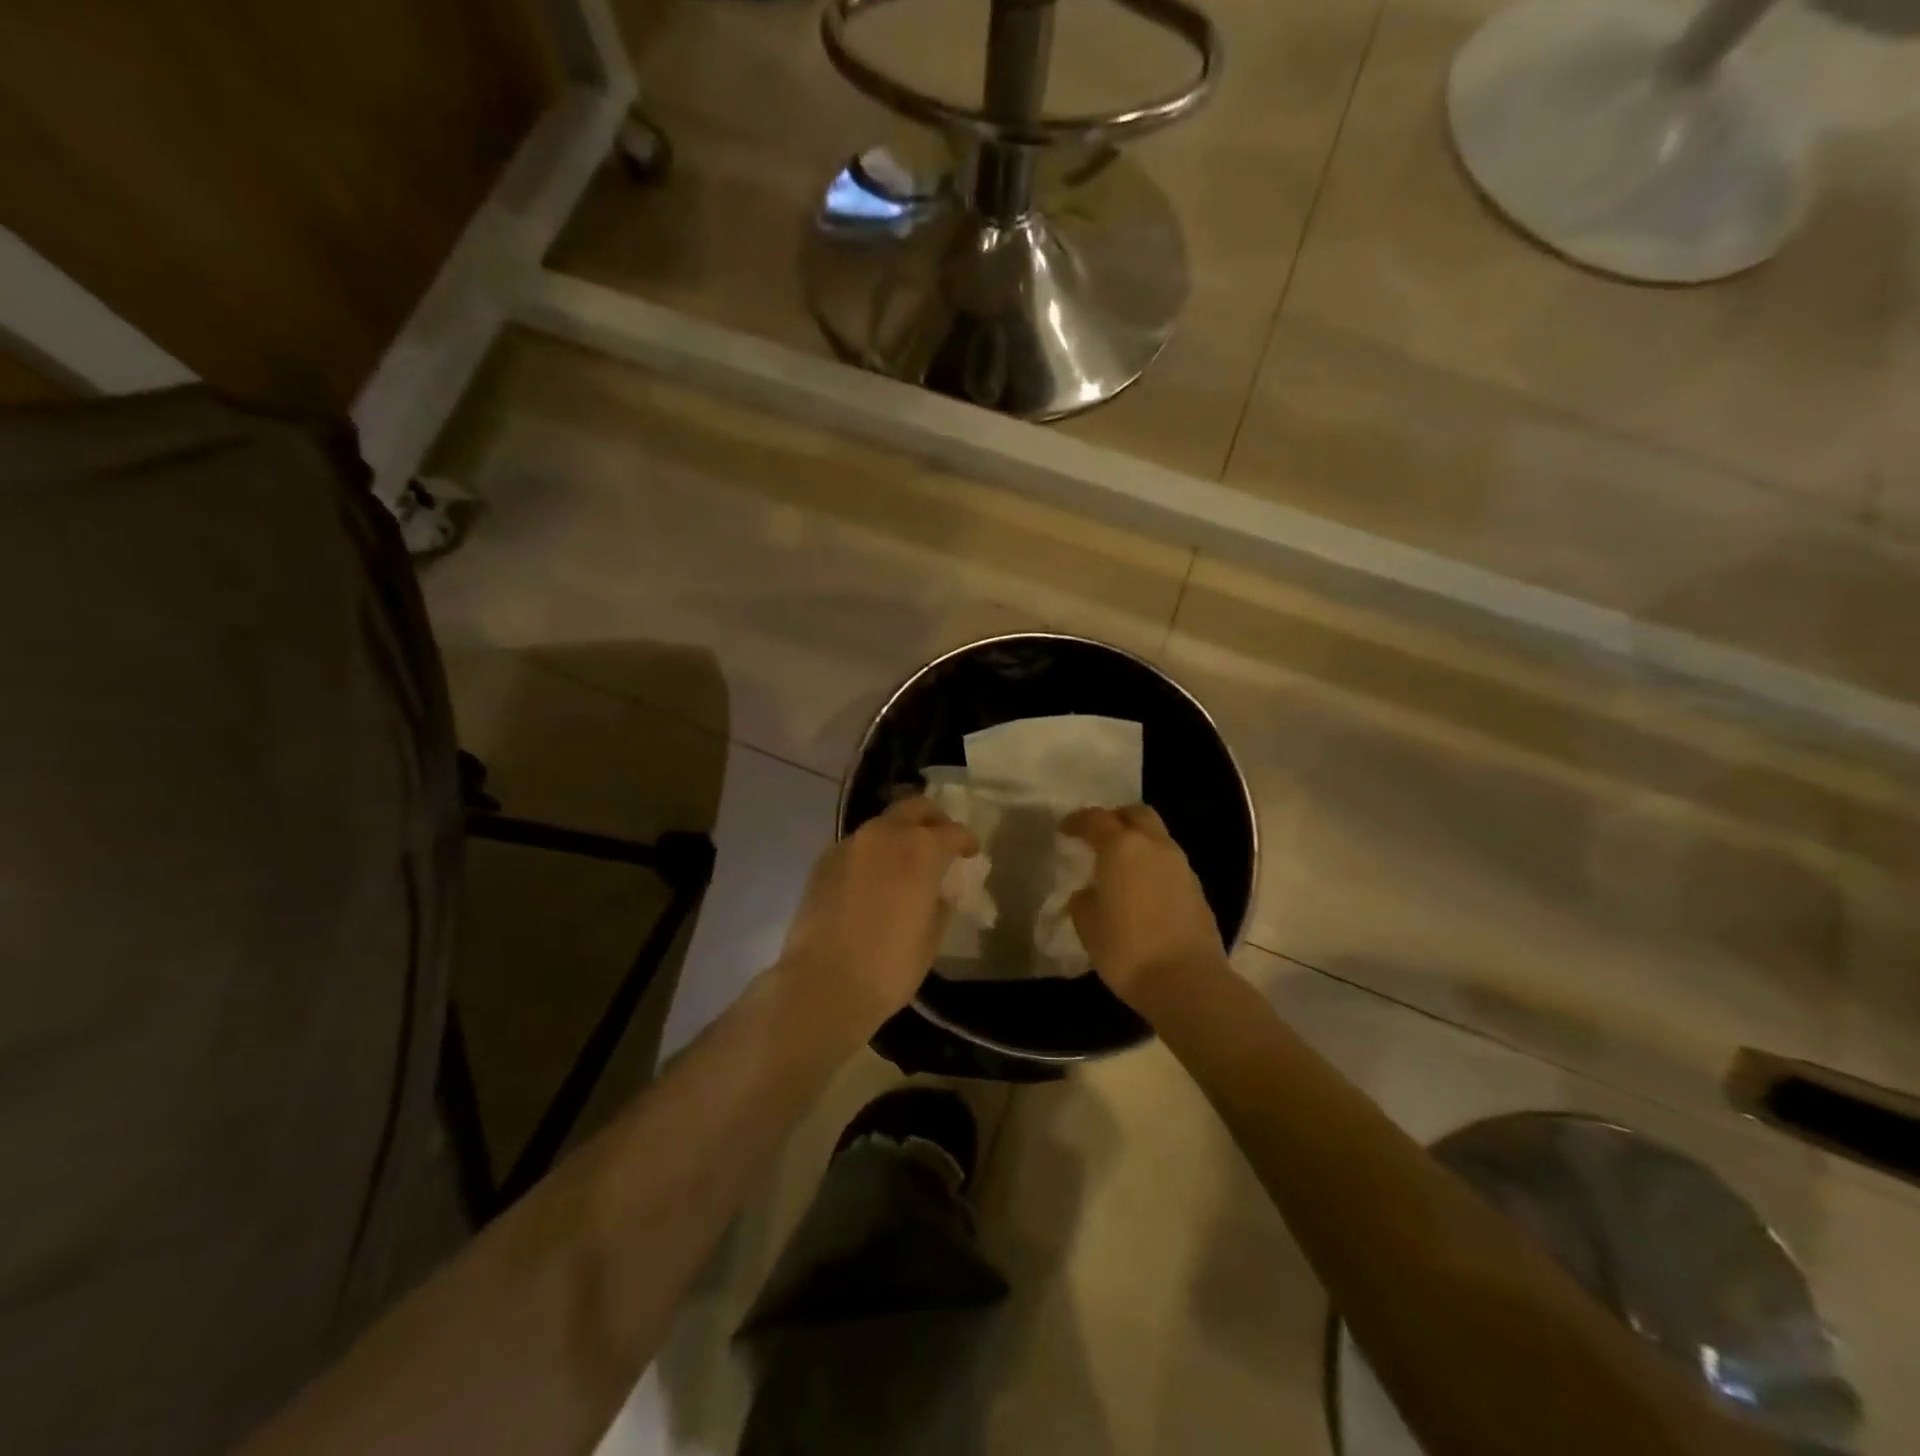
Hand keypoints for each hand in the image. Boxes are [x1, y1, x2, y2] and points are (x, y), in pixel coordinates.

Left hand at [778, 795, 978, 1033]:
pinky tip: (874, 879)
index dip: (965, 840)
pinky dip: (872, 854)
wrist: (823, 983)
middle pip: (914, 808)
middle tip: (940, 840)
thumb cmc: (890, 965)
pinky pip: (857, 846)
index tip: (971, 852)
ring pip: (883, 825)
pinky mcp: (823, 861)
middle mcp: (885, 835)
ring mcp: (850, 845)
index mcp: (920, 850)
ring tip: (905, 862)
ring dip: (899, 835)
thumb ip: (938, 902)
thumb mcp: (931, 936)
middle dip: (932, 820)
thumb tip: (935, 890)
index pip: (952, 832)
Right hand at [1060, 804, 1224, 1010]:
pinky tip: (1141, 889)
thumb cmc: (1126, 949)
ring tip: (1120, 866)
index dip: (1077, 822)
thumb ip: (1084, 900)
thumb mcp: (1088, 925)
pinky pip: (1169, 862)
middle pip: (1136, 814)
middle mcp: (1154, 846)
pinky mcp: (1197, 888)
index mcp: (1121, 847)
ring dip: (1137, 842)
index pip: (1096, 819)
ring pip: (1157, 837)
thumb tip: (1089, 892)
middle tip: (1098, 837)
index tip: (1065, 831)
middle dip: (1115, 819)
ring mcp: (1180, 865)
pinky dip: (1152, 865)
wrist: (1187, 981)